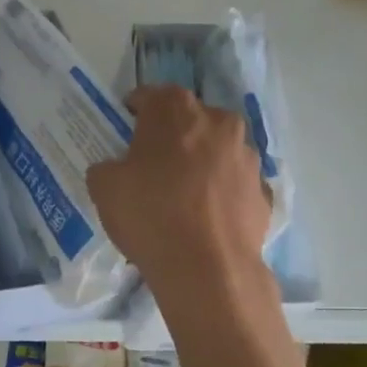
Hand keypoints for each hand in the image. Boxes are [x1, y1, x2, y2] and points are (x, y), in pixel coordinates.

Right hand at [86, 86, 273, 300]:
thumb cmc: (150, 214)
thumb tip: (117, 169)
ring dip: (199, 162)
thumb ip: (107, 166)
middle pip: (188, 120)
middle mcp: (218, 122)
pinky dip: (219, 192)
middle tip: (150, 165)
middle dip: (171, 135)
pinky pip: (233, 183)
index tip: (123, 134)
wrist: (208, 270)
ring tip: (180, 195)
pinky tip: (203, 218)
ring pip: (215, 150)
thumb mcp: (103, 186)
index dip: (133, 113)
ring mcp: (247, 156)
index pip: (149, 96)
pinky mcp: (263, 191)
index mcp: (176, 109)